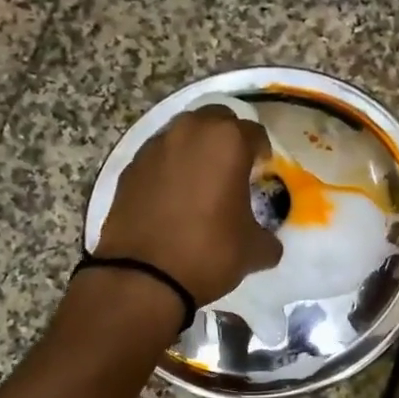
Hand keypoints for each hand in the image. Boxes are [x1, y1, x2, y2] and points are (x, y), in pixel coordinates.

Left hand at [96, 108, 281, 307]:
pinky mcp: (130, 168)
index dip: (262, 153)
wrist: (143, 276)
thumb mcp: (254, 251)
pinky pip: (159, 159)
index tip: (262, 172)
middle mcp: (189, 132)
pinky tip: (173, 199)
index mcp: (227, 141)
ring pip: (183, 136)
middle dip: (227, 140)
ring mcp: (154, 147)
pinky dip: (169, 170)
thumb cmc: (209, 253)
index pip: (254, 133)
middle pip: (215, 121)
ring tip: (201, 184)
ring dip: (195, 152)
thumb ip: (268, 238)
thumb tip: (268, 241)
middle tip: (233, 170)